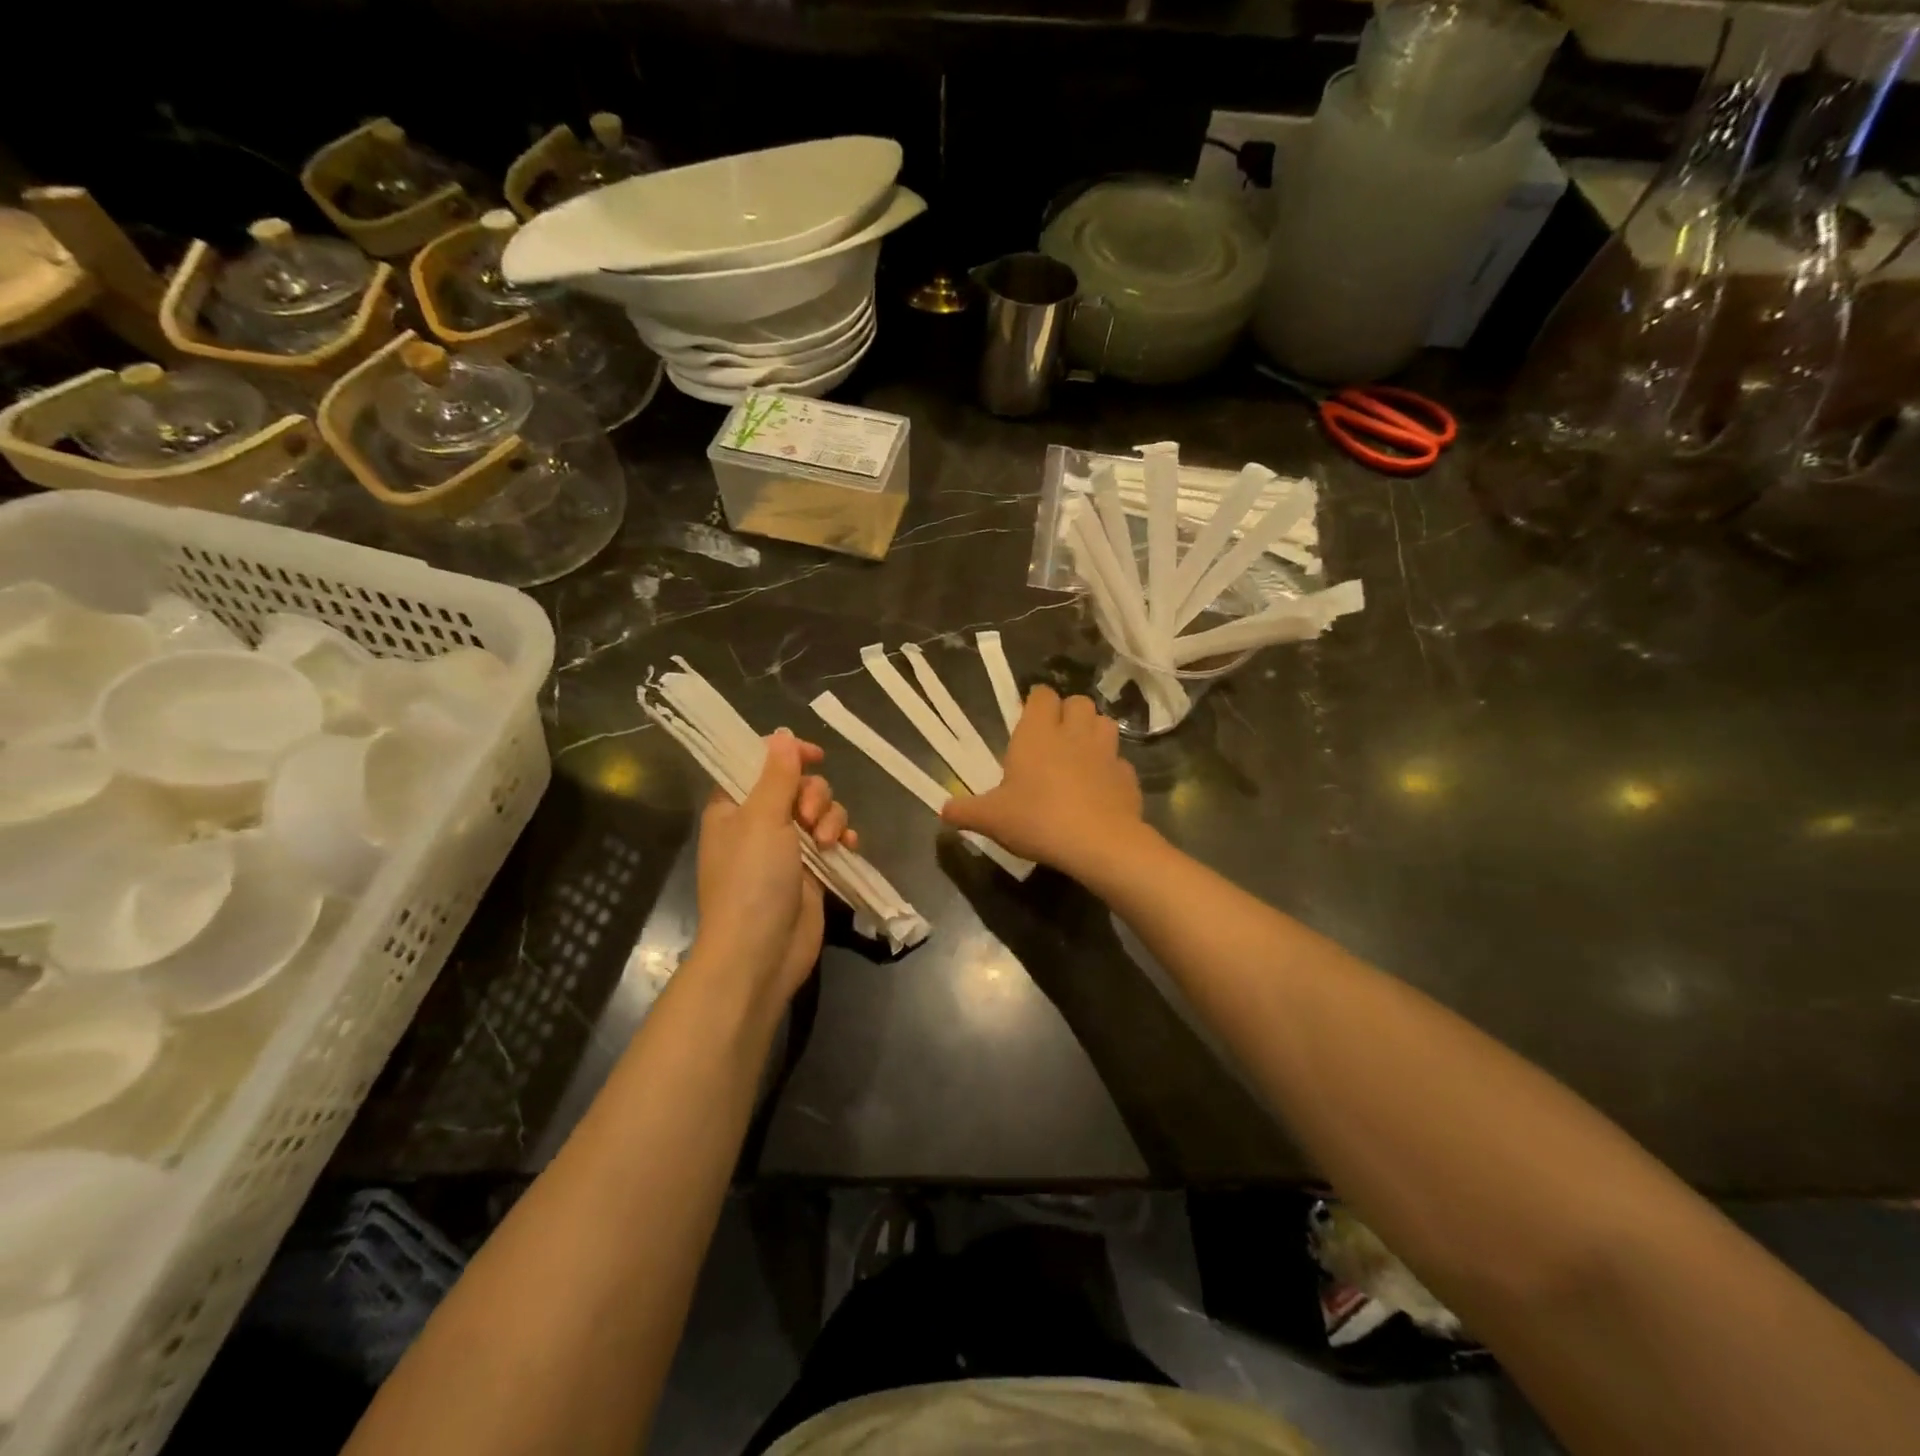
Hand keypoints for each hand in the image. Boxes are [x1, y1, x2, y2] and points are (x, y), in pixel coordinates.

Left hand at [690, 729, 857, 1009]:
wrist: (760, 952)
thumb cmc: (751, 880)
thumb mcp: (762, 819)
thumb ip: (777, 775)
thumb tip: (782, 734)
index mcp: (734, 807)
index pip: (759, 764)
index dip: (787, 755)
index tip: (815, 756)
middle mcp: (759, 823)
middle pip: (797, 785)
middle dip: (814, 795)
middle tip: (808, 817)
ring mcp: (787, 848)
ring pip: (820, 811)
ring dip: (830, 818)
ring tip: (826, 843)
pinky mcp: (812, 870)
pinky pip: (833, 838)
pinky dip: (842, 838)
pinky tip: (847, 847)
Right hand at [941, 685, 1146, 881]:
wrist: (1098, 843)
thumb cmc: (1037, 819)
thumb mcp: (991, 819)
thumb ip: (966, 811)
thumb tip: (943, 810)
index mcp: (1038, 733)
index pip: (1042, 695)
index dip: (1036, 702)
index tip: (1028, 717)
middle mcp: (1074, 733)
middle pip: (1078, 702)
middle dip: (1068, 712)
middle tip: (1054, 737)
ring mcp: (1106, 752)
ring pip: (1105, 724)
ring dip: (1093, 732)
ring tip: (1081, 754)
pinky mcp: (1127, 776)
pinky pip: (1119, 762)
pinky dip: (1111, 769)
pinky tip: (1100, 788)